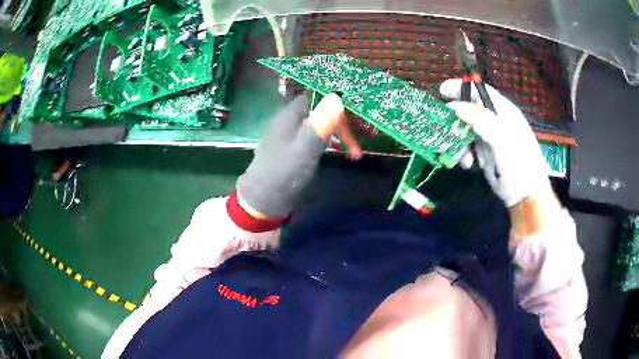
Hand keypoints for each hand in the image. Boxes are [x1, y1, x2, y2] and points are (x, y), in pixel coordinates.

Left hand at [237, 93, 361, 218]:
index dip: (336, 100)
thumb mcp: (305, 148)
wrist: (263, 201)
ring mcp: (291, 135)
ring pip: (320, 126)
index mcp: (290, 115)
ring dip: (339, 135)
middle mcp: (290, 121)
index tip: (356, 111)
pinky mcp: (294, 149)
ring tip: (355, 152)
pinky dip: (330, 143)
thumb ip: (320, 124)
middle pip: (321, 112)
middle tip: (358, 142)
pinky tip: (339, 152)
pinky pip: (316, 138)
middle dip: (342, 124)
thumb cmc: (284, 173)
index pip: (316, 96)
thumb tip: (337, 96)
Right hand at [439, 78, 550, 207]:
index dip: (461, 87)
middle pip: (469, 110)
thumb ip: (481, 120)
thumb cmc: (519, 165)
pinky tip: (467, 164)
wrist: (525, 197)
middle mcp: (496, 121)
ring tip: (461, 157)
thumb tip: (455, 106)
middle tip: (443, 128)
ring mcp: (490, 138)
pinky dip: (463, 154)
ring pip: (466, 129)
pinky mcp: (486, 153)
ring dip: (458, 141)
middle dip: (456, 119)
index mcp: (503, 111)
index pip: (480, 91)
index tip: (441, 91)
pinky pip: (468, 146)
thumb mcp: (502, 140)